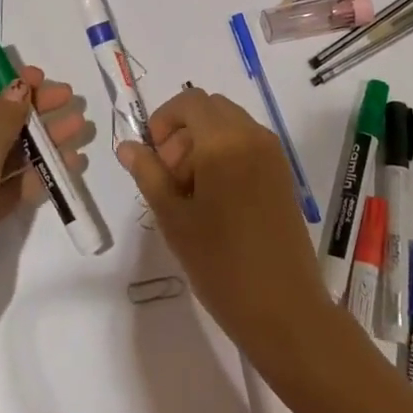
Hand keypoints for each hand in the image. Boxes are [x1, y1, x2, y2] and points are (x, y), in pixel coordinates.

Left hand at [0, 67, 86, 351]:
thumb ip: (4, 118)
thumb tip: (18, 85)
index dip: (6, 82)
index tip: (41, 80)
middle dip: (34, 110)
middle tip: (71, 102)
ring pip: (11, 152)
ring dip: (43, 141)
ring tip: (79, 133)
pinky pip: (14, 184)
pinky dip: (39, 174)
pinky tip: (68, 168)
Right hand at [117, 86, 335, 371]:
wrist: (285, 310)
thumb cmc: (221, 266)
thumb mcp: (173, 219)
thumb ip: (148, 174)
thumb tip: (128, 146)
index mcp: (224, 141)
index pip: (189, 101)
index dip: (164, 120)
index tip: (152, 157)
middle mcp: (252, 135)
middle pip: (210, 109)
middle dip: (183, 132)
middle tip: (170, 178)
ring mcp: (272, 153)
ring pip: (229, 124)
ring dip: (203, 142)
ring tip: (190, 194)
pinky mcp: (283, 172)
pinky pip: (247, 143)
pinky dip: (226, 153)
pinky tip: (216, 200)